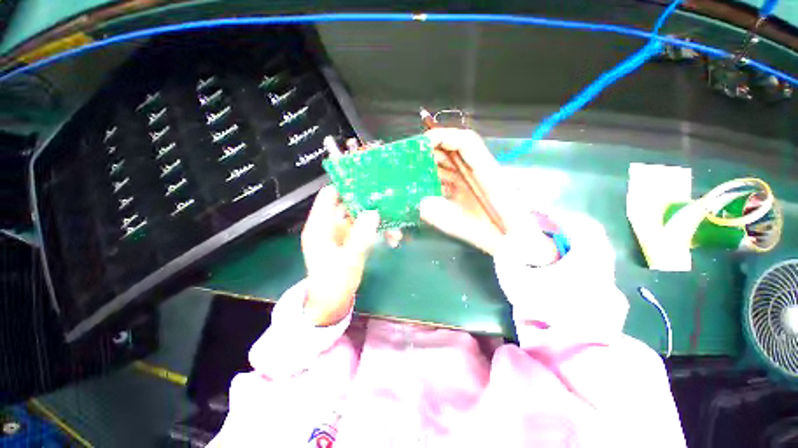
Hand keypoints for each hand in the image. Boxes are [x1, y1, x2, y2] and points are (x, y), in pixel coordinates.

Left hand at [301, 185, 379, 325]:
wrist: (332, 303)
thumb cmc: (333, 283)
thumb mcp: (348, 260)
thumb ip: (360, 236)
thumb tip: (374, 213)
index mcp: (320, 226)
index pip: (330, 195)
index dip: (347, 186)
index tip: (370, 183)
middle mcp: (331, 224)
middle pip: (350, 203)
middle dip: (371, 204)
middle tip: (391, 203)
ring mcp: (342, 231)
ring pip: (362, 216)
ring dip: (379, 221)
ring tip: (396, 230)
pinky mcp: (352, 239)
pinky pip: (366, 228)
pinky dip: (379, 231)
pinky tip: (393, 239)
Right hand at [420, 128, 558, 263]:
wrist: (518, 245)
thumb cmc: (502, 237)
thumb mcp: (469, 228)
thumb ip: (443, 215)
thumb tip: (419, 203)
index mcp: (487, 173)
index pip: (466, 142)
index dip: (443, 136)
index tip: (420, 145)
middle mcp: (481, 171)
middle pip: (454, 150)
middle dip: (430, 152)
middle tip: (408, 162)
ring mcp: (476, 181)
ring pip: (450, 165)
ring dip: (430, 167)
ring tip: (411, 176)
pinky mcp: (471, 191)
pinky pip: (451, 180)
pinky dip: (436, 182)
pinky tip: (424, 191)